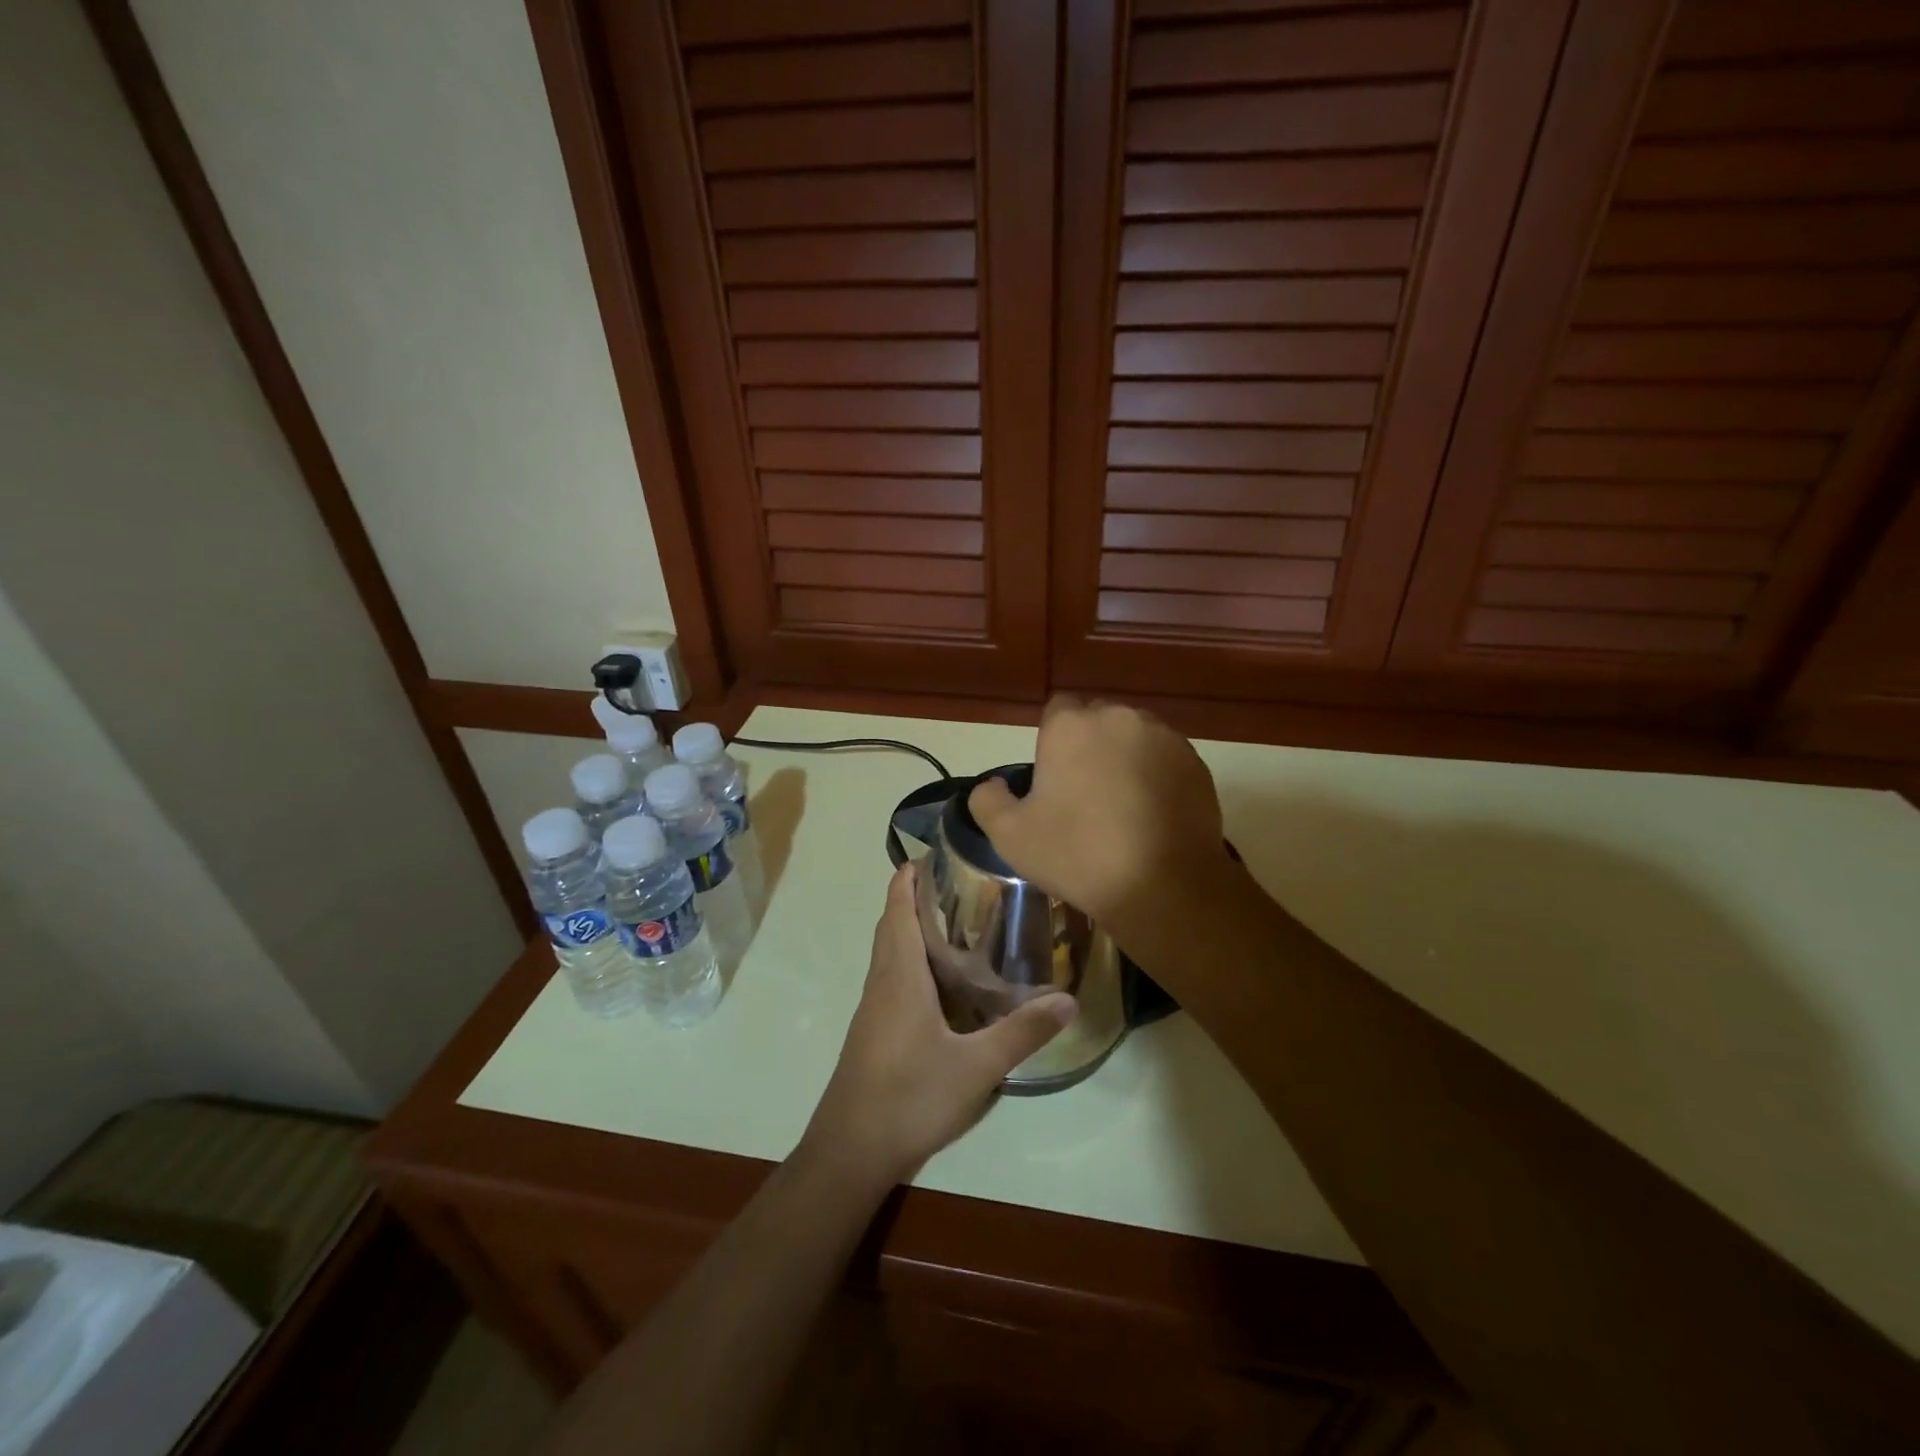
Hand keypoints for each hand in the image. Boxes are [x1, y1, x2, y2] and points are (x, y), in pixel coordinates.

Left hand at [804, 864, 1075, 1185]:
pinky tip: (941, 981)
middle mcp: (881, 982)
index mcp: (899, 975)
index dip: (908, 877)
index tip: (934, 853)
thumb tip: (1069, 999)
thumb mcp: (976, 1067)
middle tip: (959, 882)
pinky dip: (911, 959)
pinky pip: (891, 977)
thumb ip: (1021, 1032)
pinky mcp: (873, 1031)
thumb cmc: (909, 1098)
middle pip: (891, 924)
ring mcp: (873, 1008)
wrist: (850, 1152)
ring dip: (911, 927)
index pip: (897, 909)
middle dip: (914, 896)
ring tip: (956, 921)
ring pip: (889, 951)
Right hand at [967, 695, 1231, 942]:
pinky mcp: (1195, 762)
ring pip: (1134, 738)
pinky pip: (1166, 759)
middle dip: (1090, 746)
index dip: (1053, 741)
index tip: (1055, 778)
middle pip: (1098, 721)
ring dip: (1125, 758)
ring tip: (1123, 806)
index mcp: (1070, 726)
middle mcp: (1118, 717)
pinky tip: (1152, 815)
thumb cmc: (1077, 854)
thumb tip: (994, 785)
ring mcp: (1163, 737)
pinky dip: (1157, 776)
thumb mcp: (1010, 836)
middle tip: (1085, 795)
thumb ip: (988, 800)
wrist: (1162, 885)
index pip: (1057, 710)